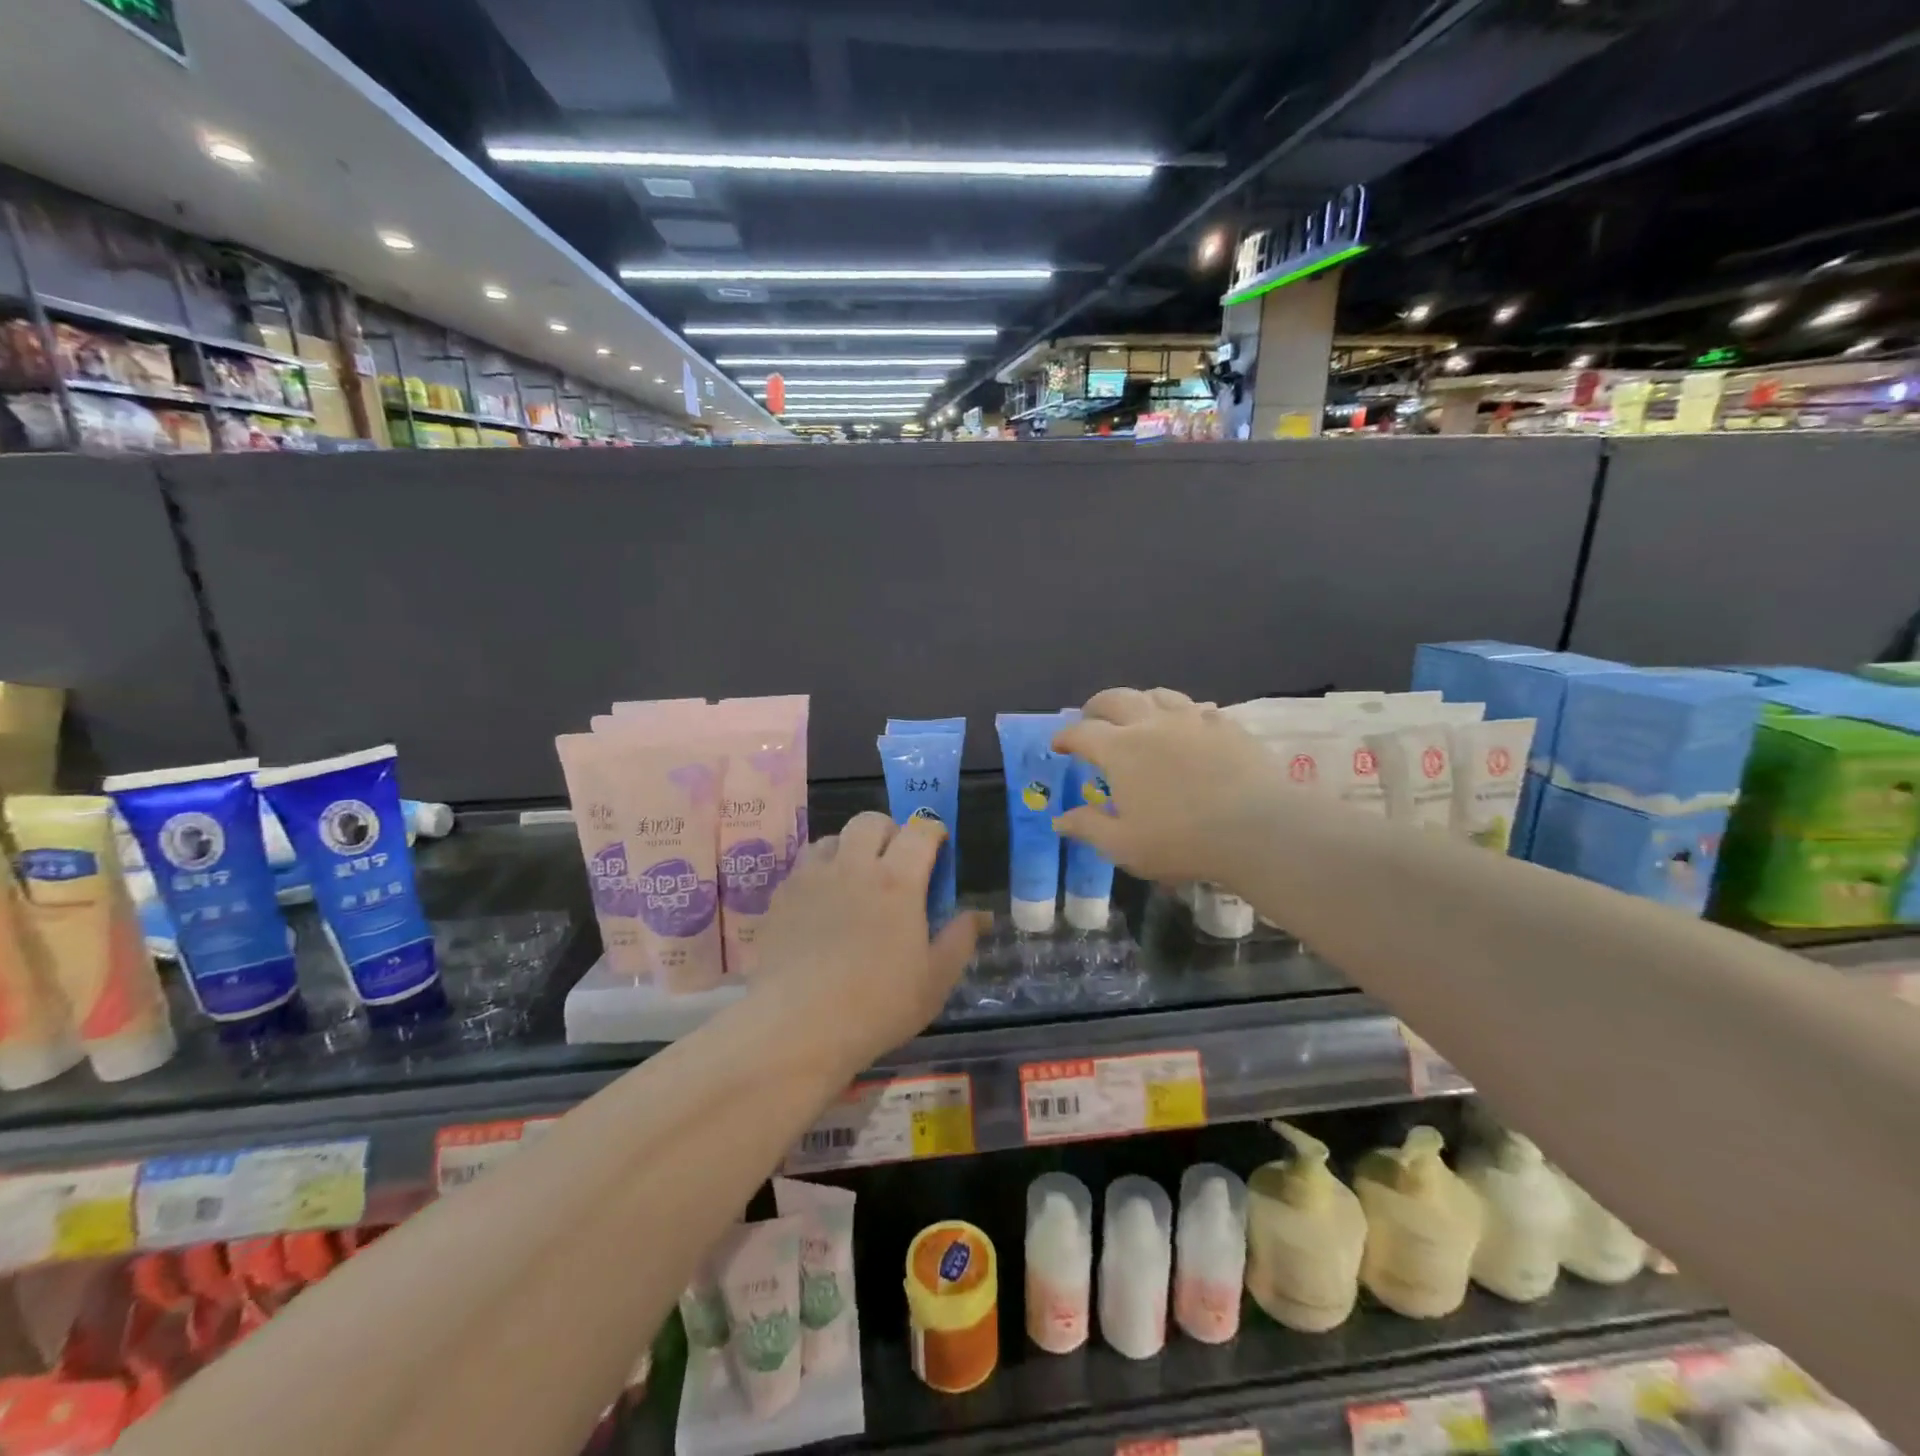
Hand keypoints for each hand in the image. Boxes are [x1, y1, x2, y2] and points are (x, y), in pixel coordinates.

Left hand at [750, 812, 982, 1065]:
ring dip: (849, 849)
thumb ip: (959, 940)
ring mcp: (811, 878)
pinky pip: (802, 868)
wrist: (796, 1026)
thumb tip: (979, 915)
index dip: (933, 832)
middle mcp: (853, 866)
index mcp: (897, 881)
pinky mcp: (780, 897)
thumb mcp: (935, 981)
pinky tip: (820, 906)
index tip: (939, 847)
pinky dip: (818, 874)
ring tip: (854, 879)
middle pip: (870, 821)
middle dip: (889, 831)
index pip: (920, 832)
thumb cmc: (877, 1006)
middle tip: (896, 861)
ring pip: (832, 838)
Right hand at [1052, 687, 1284, 886]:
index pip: (1082, 733)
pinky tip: (1187, 725)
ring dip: (1139, 701)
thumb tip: (1060, 819)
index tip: (1058, 745)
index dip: (1065, 736)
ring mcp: (1192, 720)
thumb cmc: (1182, 840)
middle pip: (1116, 699)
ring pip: (1158, 694)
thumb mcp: (1124, 846)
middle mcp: (1151, 724)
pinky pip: (1197, 707)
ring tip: (1136, 714)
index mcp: (1120, 750)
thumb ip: (1089, 828)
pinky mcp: (1226, 725)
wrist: (1260, 829)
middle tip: (1090, 718)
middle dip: (1096, 706)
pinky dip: (1181, 712)